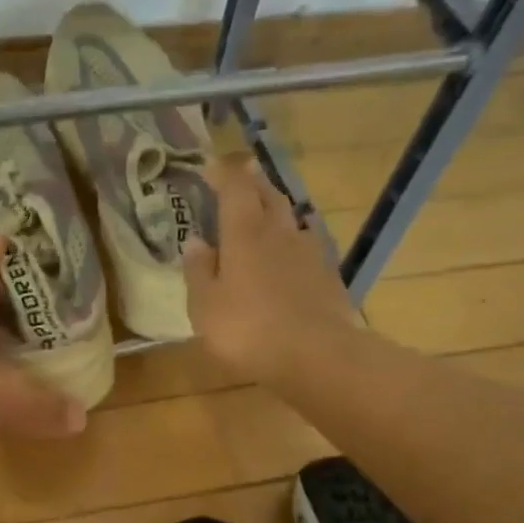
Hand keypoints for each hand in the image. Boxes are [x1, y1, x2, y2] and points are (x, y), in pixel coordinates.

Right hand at [184, 158, 361, 385]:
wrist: (316, 355)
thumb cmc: (248, 330)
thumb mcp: (205, 306)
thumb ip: (199, 271)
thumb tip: (195, 242)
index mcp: (244, 233)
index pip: (235, 187)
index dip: (223, 173)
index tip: (211, 167)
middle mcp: (279, 232)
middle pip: (268, 195)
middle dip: (253, 183)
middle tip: (240, 180)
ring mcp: (309, 252)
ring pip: (291, 218)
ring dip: (276, 211)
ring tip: (264, 215)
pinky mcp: (327, 275)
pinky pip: (307, 246)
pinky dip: (293, 243)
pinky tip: (289, 256)